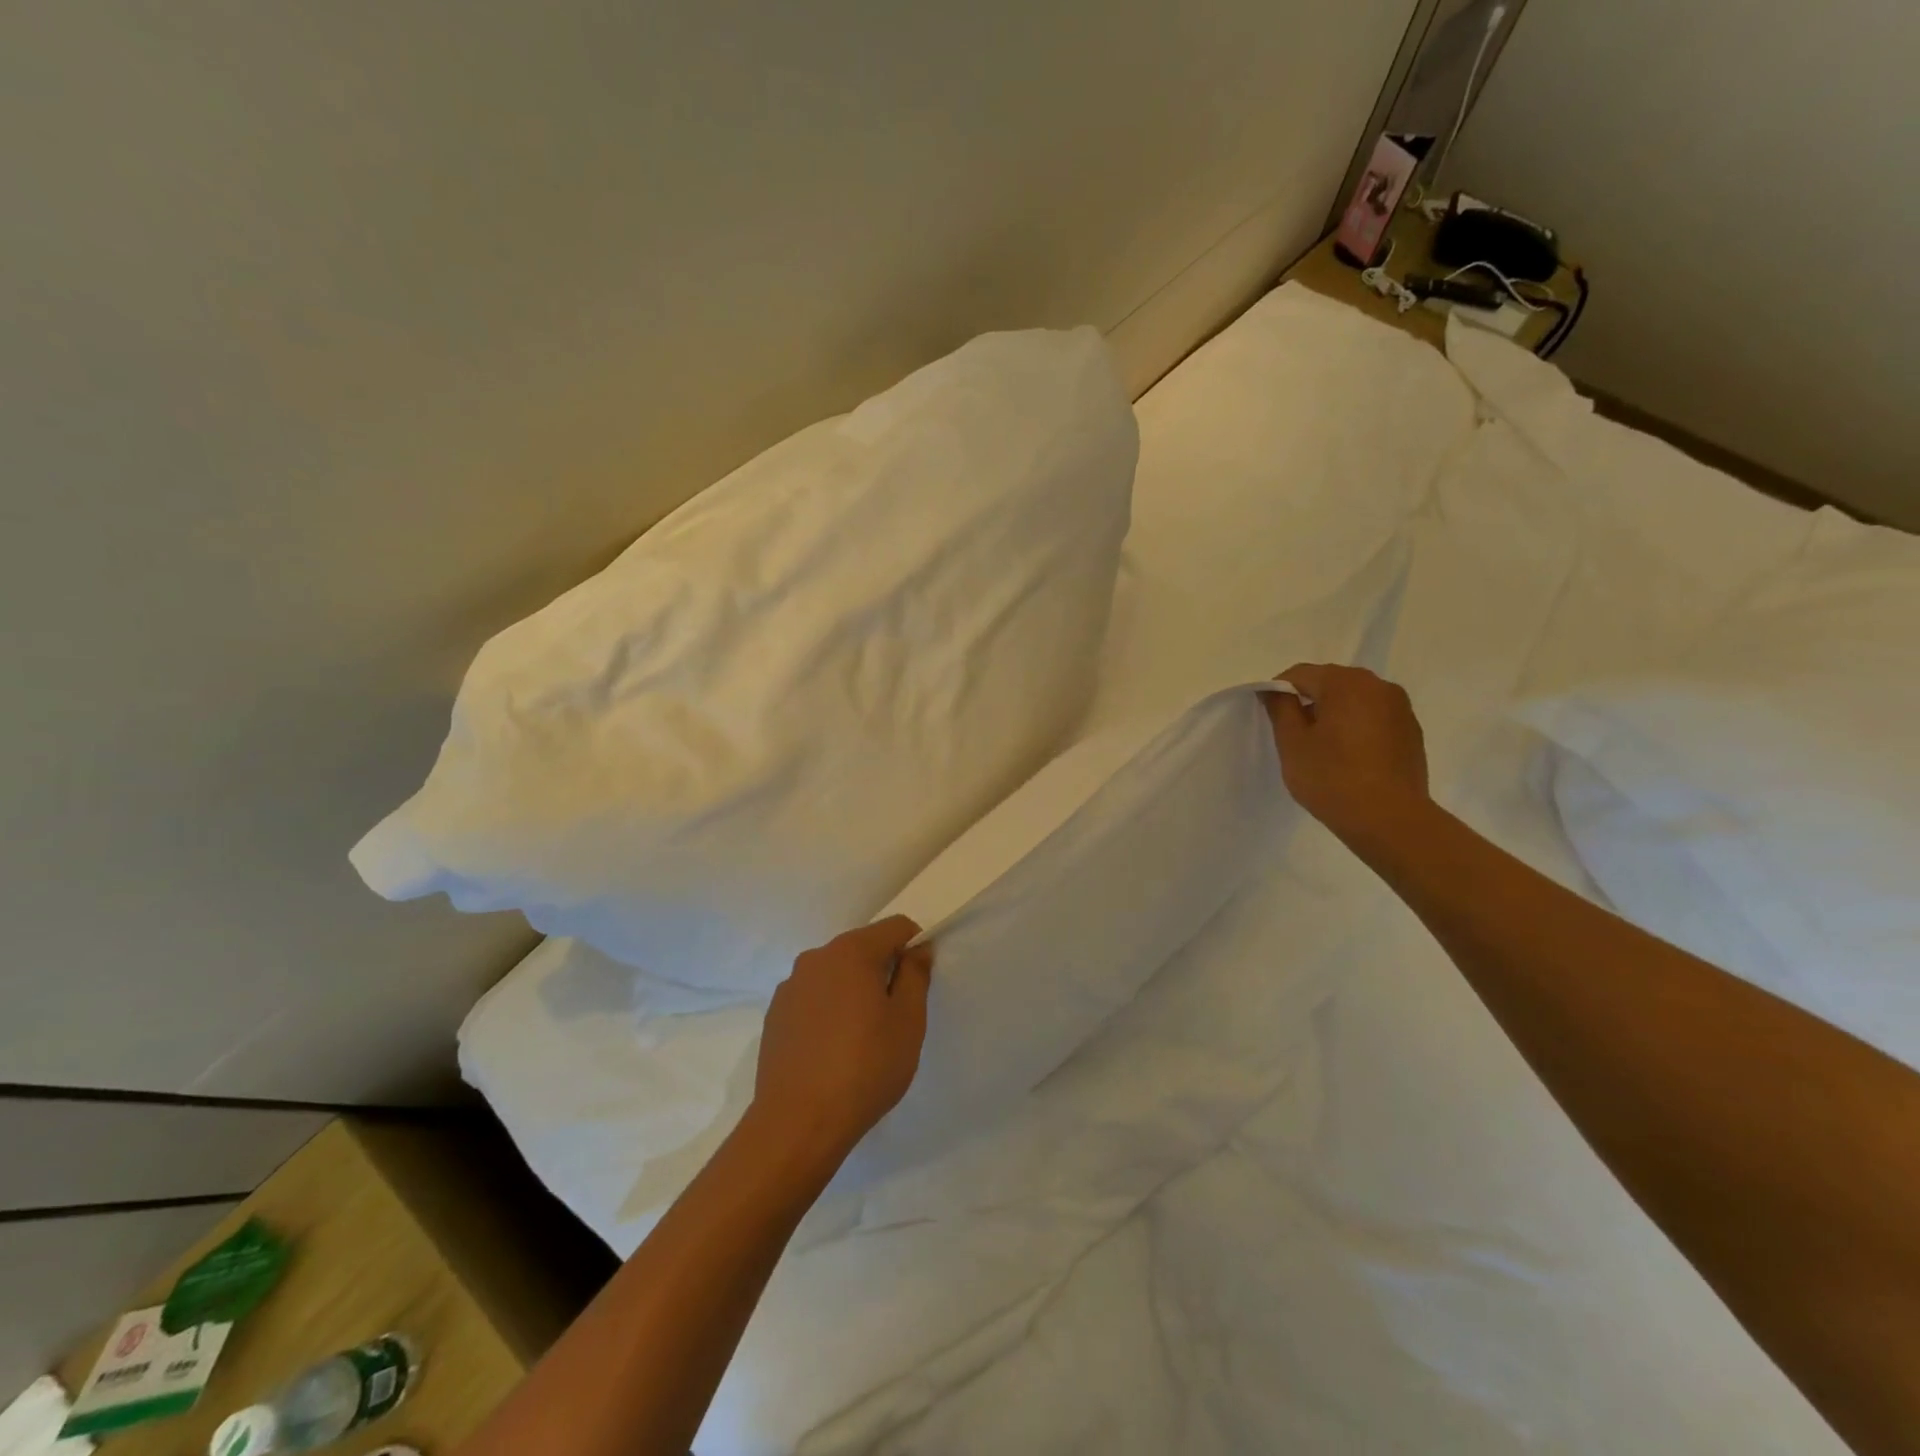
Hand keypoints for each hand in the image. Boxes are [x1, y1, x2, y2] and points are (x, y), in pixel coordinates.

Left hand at [749, 916, 933, 1173]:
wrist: (797, 1123)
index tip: (920, 981)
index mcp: (852, 951)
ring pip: (836, 973)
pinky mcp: (775, 1014)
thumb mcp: (908, 1022)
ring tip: (862, 1036)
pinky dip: (829, 1009)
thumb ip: (915, 975)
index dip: (915, 946)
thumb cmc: (865, 1068)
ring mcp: (791, 986)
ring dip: (854, 990)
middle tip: (895, 1015)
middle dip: (883, 969)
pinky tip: (832, 1049)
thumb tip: (917, 949)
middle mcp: (816, 957)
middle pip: (862, 947)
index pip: (895, 926)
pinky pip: (813, 997)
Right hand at [1266, 663, 1430, 845]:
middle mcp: (1378, 685)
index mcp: (1346, 683)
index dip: (1279, 692)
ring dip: (1334, 713)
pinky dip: (1357, 726)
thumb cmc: (1332, 778)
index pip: (1300, 674)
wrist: (1390, 819)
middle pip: (1330, 682)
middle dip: (1309, 701)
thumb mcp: (1292, 743)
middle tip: (1295, 734)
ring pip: (1354, 699)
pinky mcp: (1411, 730)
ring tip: (1323, 747)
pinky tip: (1350, 756)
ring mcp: (1400, 707)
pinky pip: (1374, 716)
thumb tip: (1274, 690)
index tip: (1272, 718)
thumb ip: (1281, 708)